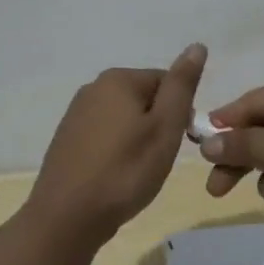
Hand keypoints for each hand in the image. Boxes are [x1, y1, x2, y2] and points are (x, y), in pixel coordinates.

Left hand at [27, 44, 206, 244]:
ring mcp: (76, 114)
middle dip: (157, 125)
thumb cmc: (125, 171)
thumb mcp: (165, 127)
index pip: (167, 83)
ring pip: (125, 119)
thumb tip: (197, 46)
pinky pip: (105, 136)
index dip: (180, 113)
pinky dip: (116, 152)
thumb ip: (182, 85)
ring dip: (137, 140)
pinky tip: (115, 177)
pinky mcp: (66, 140)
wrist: (66, 218)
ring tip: (137, 172)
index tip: (178, 143)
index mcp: (119, 79)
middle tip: (158, 159)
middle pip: (145, 99)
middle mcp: (94, 88)